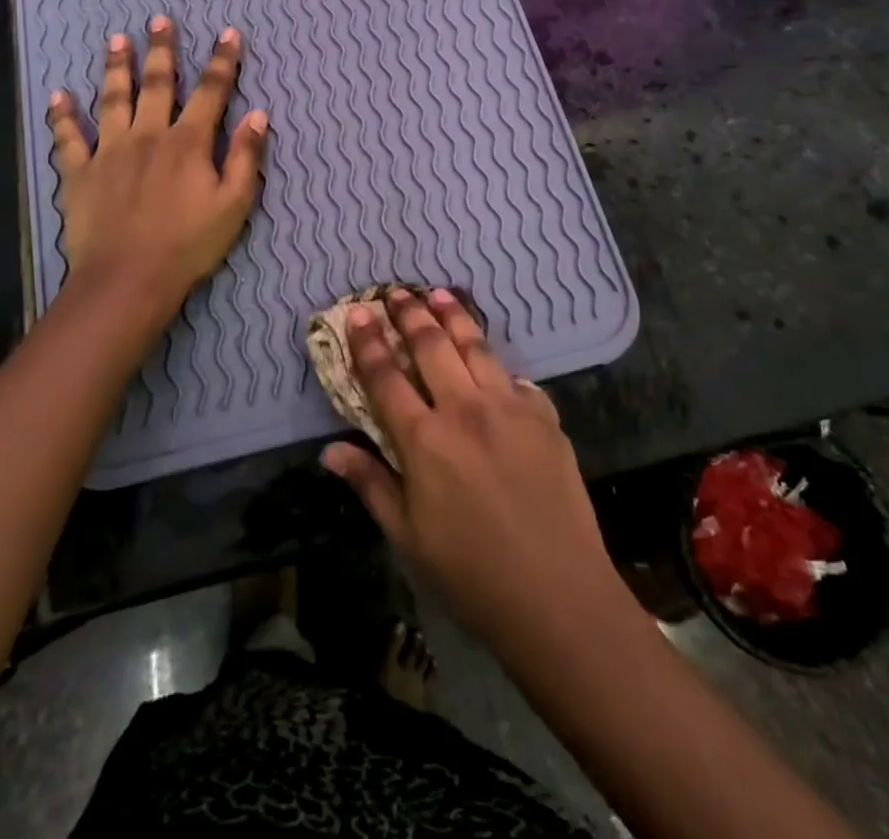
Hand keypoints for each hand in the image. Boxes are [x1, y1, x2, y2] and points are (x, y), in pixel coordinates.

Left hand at [46, 16, 267, 317]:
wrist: (128, 279)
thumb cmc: (189, 244)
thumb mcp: (234, 204)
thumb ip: (246, 157)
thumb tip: (258, 114)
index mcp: (188, 143)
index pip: (210, 92)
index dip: (222, 61)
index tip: (227, 33)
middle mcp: (148, 135)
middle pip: (157, 84)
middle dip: (162, 50)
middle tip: (160, 20)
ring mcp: (110, 151)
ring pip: (113, 99)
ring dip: (116, 67)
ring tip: (116, 39)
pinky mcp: (80, 172)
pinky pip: (68, 138)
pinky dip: (63, 116)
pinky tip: (58, 95)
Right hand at [321, 288, 625, 657]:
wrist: (558, 595)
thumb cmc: (471, 574)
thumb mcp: (408, 537)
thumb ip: (371, 484)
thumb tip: (330, 451)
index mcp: (425, 440)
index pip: (386, 376)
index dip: (368, 341)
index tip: (357, 311)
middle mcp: (465, 410)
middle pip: (431, 346)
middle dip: (409, 313)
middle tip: (395, 292)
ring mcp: (510, 408)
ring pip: (475, 346)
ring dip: (453, 316)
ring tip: (439, 293)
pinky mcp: (545, 417)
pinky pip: (515, 378)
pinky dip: (496, 363)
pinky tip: (492, 358)